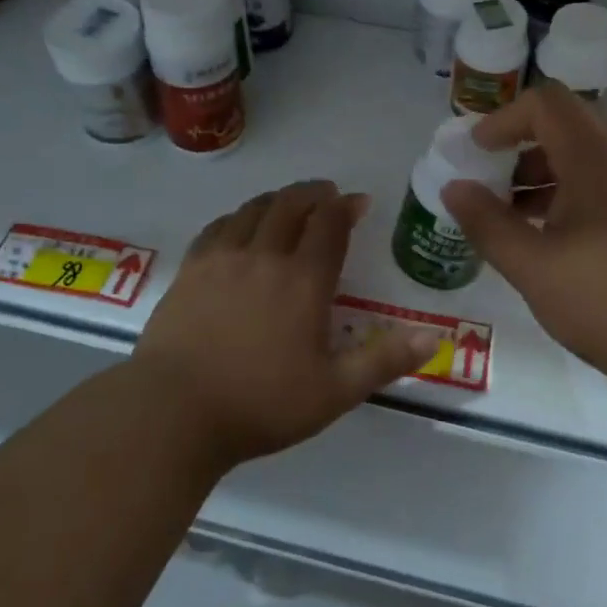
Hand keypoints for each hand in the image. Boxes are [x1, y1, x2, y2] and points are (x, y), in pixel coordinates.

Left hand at [133, 179, 442, 466]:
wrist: (173, 412)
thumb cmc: (260, 404)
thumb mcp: (334, 392)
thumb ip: (384, 361)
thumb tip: (432, 336)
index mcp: (304, 281)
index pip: (329, 226)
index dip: (345, 208)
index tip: (357, 202)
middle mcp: (264, 257)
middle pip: (291, 206)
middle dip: (313, 194)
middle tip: (327, 194)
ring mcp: (222, 259)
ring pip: (253, 210)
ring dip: (277, 199)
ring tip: (288, 203)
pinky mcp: (190, 270)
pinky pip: (218, 226)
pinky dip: (237, 216)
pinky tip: (239, 224)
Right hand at [440, 83, 606, 382]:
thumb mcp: (532, 265)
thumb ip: (486, 222)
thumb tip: (454, 188)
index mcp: (597, 153)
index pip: (544, 103)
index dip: (503, 120)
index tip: (476, 153)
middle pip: (566, 127)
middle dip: (520, 151)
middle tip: (488, 187)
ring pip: (588, 158)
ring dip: (545, 177)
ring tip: (514, 220)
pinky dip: (573, 195)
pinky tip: (555, 241)